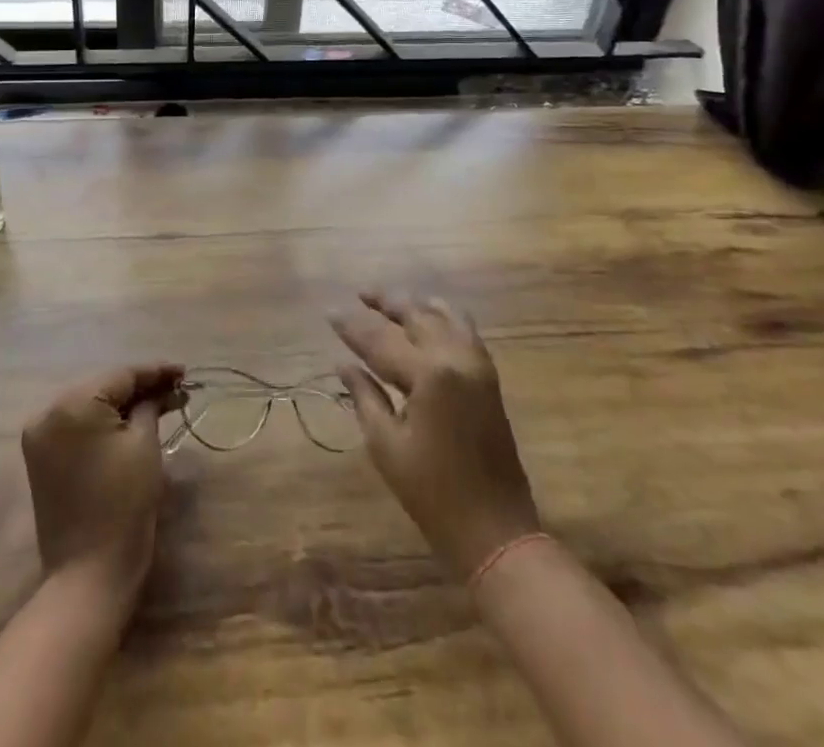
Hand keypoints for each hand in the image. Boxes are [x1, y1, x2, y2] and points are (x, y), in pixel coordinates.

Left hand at [21, 362, 184, 605]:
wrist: (88, 576)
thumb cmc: (123, 505)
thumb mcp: (144, 445)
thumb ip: (150, 406)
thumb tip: (160, 390)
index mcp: (72, 404)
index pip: (121, 375)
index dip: (156, 372)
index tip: (184, 372)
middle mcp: (48, 412)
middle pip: (103, 388)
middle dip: (140, 388)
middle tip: (176, 389)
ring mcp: (40, 436)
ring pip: (90, 406)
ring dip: (122, 405)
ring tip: (160, 403)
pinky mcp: (40, 459)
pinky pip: (77, 427)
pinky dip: (103, 424)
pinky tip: (130, 422)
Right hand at [331, 293, 541, 579]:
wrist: (495, 530)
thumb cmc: (433, 494)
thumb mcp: (387, 446)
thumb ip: (365, 396)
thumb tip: (343, 363)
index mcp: (428, 374)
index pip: (380, 339)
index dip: (351, 326)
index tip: (328, 311)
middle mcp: (455, 357)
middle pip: (416, 314)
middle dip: (385, 301)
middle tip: (359, 293)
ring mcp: (477, 364)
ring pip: (443, 314)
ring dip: (414, 304)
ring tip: (389, 301)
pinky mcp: (488, 376)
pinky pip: (464, 329)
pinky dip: (442, 315)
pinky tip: (426, 316)